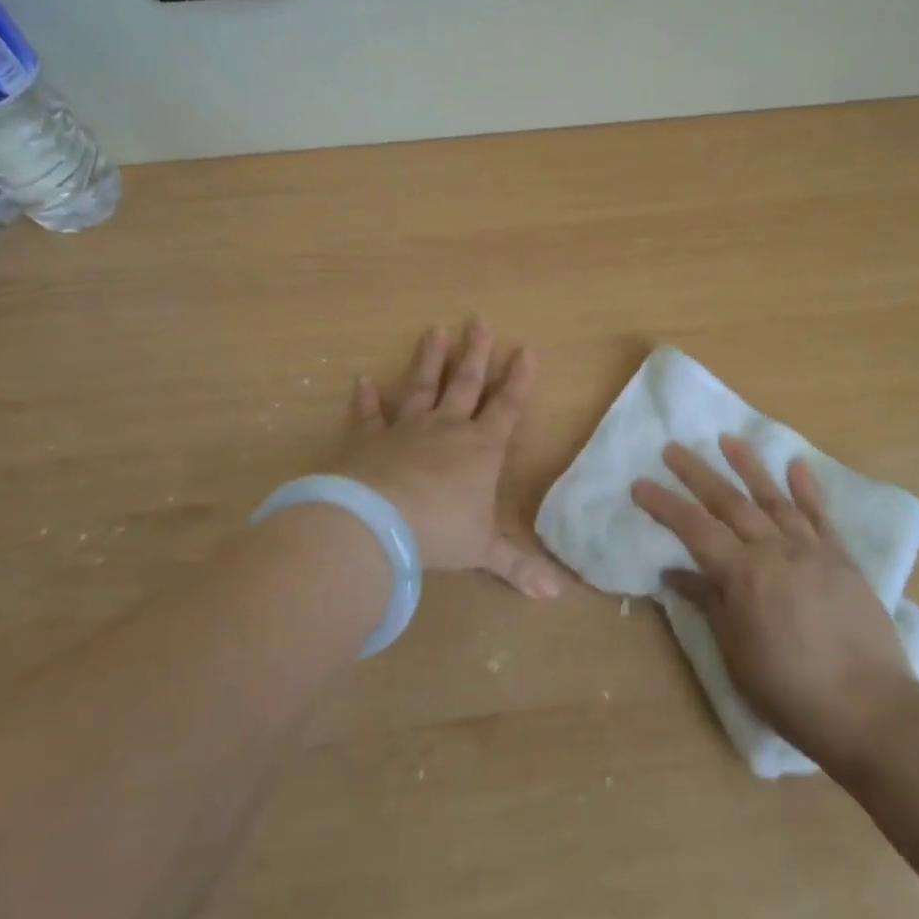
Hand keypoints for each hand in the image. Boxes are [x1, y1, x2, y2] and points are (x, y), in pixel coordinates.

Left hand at [334, 321, 564, 598]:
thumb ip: (517, 567)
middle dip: (476, 354)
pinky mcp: (370, 440)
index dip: (518, 379)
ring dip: (429, 359)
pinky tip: (362, 379)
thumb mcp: (482, 551)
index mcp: (480, 449)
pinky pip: (369, 415)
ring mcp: (406, 429)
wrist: (379, 523)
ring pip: (421, 386)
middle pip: (465, 384)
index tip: (526, 349)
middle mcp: (447, 429)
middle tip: (480, 322)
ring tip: (434, 330)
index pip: (507, 407)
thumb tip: (556, 597)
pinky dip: (366, 398)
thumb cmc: (440, 532)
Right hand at [631, 436, 918, 773]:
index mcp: (744, 575)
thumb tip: (676, 572)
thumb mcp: (736, 654)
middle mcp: (775, 550)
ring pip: (773, 498)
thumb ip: (709, 604)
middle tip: (673, 448)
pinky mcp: (842, 559)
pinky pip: (820, 516)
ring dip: (749, 466)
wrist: (870, 712)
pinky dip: (807, 489)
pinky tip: (796, 466)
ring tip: (728, 439)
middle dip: (697, 473)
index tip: (640, 484)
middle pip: (729, 502)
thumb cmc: (791, 693)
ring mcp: (812, 550)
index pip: (694, 529)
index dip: (665, 505)